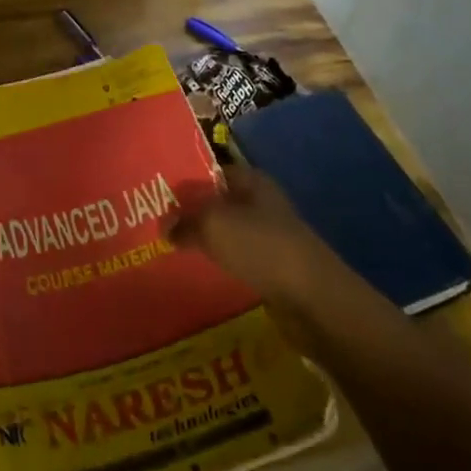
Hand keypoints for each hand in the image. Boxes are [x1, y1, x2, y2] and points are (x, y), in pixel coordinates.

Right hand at [169, 166, 356, 312]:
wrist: (314, 300)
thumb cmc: (262, 247)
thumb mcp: (213, 225)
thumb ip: (185, 222)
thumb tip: (164, 226)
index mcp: (251, 180)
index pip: (210, 171)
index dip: (184, 180)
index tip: (155, 194)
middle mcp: (261, 202)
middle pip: (217, 202)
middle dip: (191, 213)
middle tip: (156, 223)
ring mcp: (269, 236)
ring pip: (226, 232)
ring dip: (204, 240)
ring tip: (171, 248)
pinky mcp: (273, 268)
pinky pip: (237, 258)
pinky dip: (219, 262)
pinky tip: (199, 270)